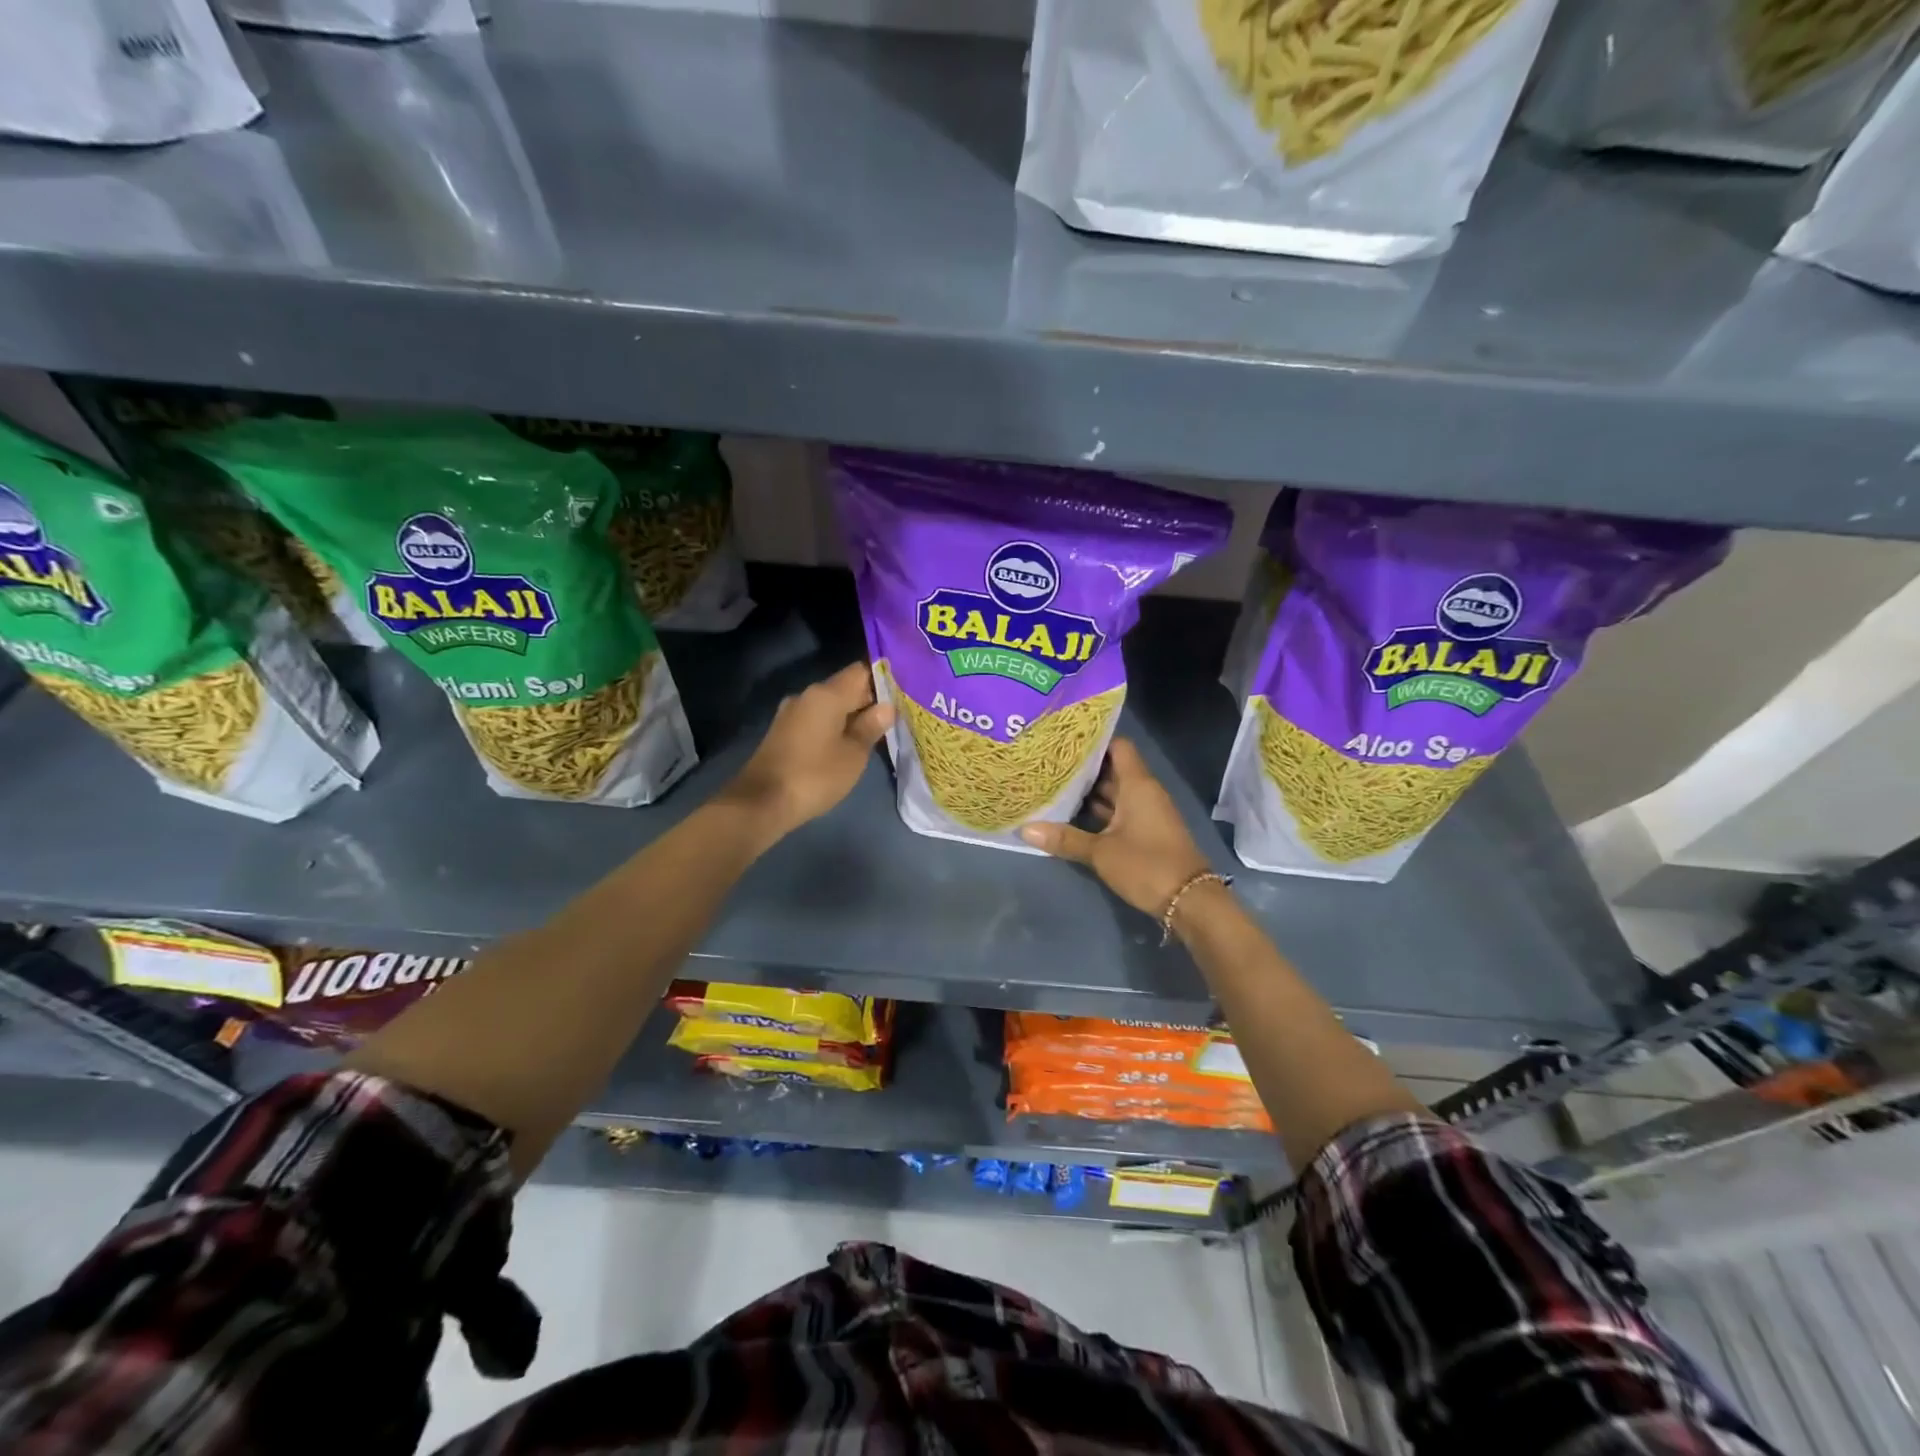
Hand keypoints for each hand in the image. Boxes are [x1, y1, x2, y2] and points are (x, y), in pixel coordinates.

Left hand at [718, 662, 893, 849]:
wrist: (761, 803)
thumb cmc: (815, 776)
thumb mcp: (853, 755)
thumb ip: (871, 727)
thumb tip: (886, 707)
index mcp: (826, 694)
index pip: (861, 671)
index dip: (884, 678)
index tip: (903, 693)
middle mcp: (807, 695)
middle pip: (845, 687)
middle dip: (869, 700)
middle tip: (896, 717)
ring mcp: (791, 713)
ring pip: (830, 706)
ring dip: (851, 716)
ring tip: (874, 732)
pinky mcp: (783, 732)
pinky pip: (817, 720)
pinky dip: (834, 727)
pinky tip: (847, 744)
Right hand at [1020, 738, 1212, 917]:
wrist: (1189, 901)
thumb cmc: (1147, 865)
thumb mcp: (1101, 852)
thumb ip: (1064, 839)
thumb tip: (1024, 829)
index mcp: (1138, 785)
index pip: (1118, 747)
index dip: (1094, 741)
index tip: (1065, 742)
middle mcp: (1143, 792)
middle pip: (1113, 769)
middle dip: (1084, 768)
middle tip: (1050, 763)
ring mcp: (1146, 812)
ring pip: (1115, 792)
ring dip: (1090, 791)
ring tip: (1054, 785)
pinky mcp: (1146, 832)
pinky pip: (1119, 811)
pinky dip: (1099, 811)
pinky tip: (1073, 814)